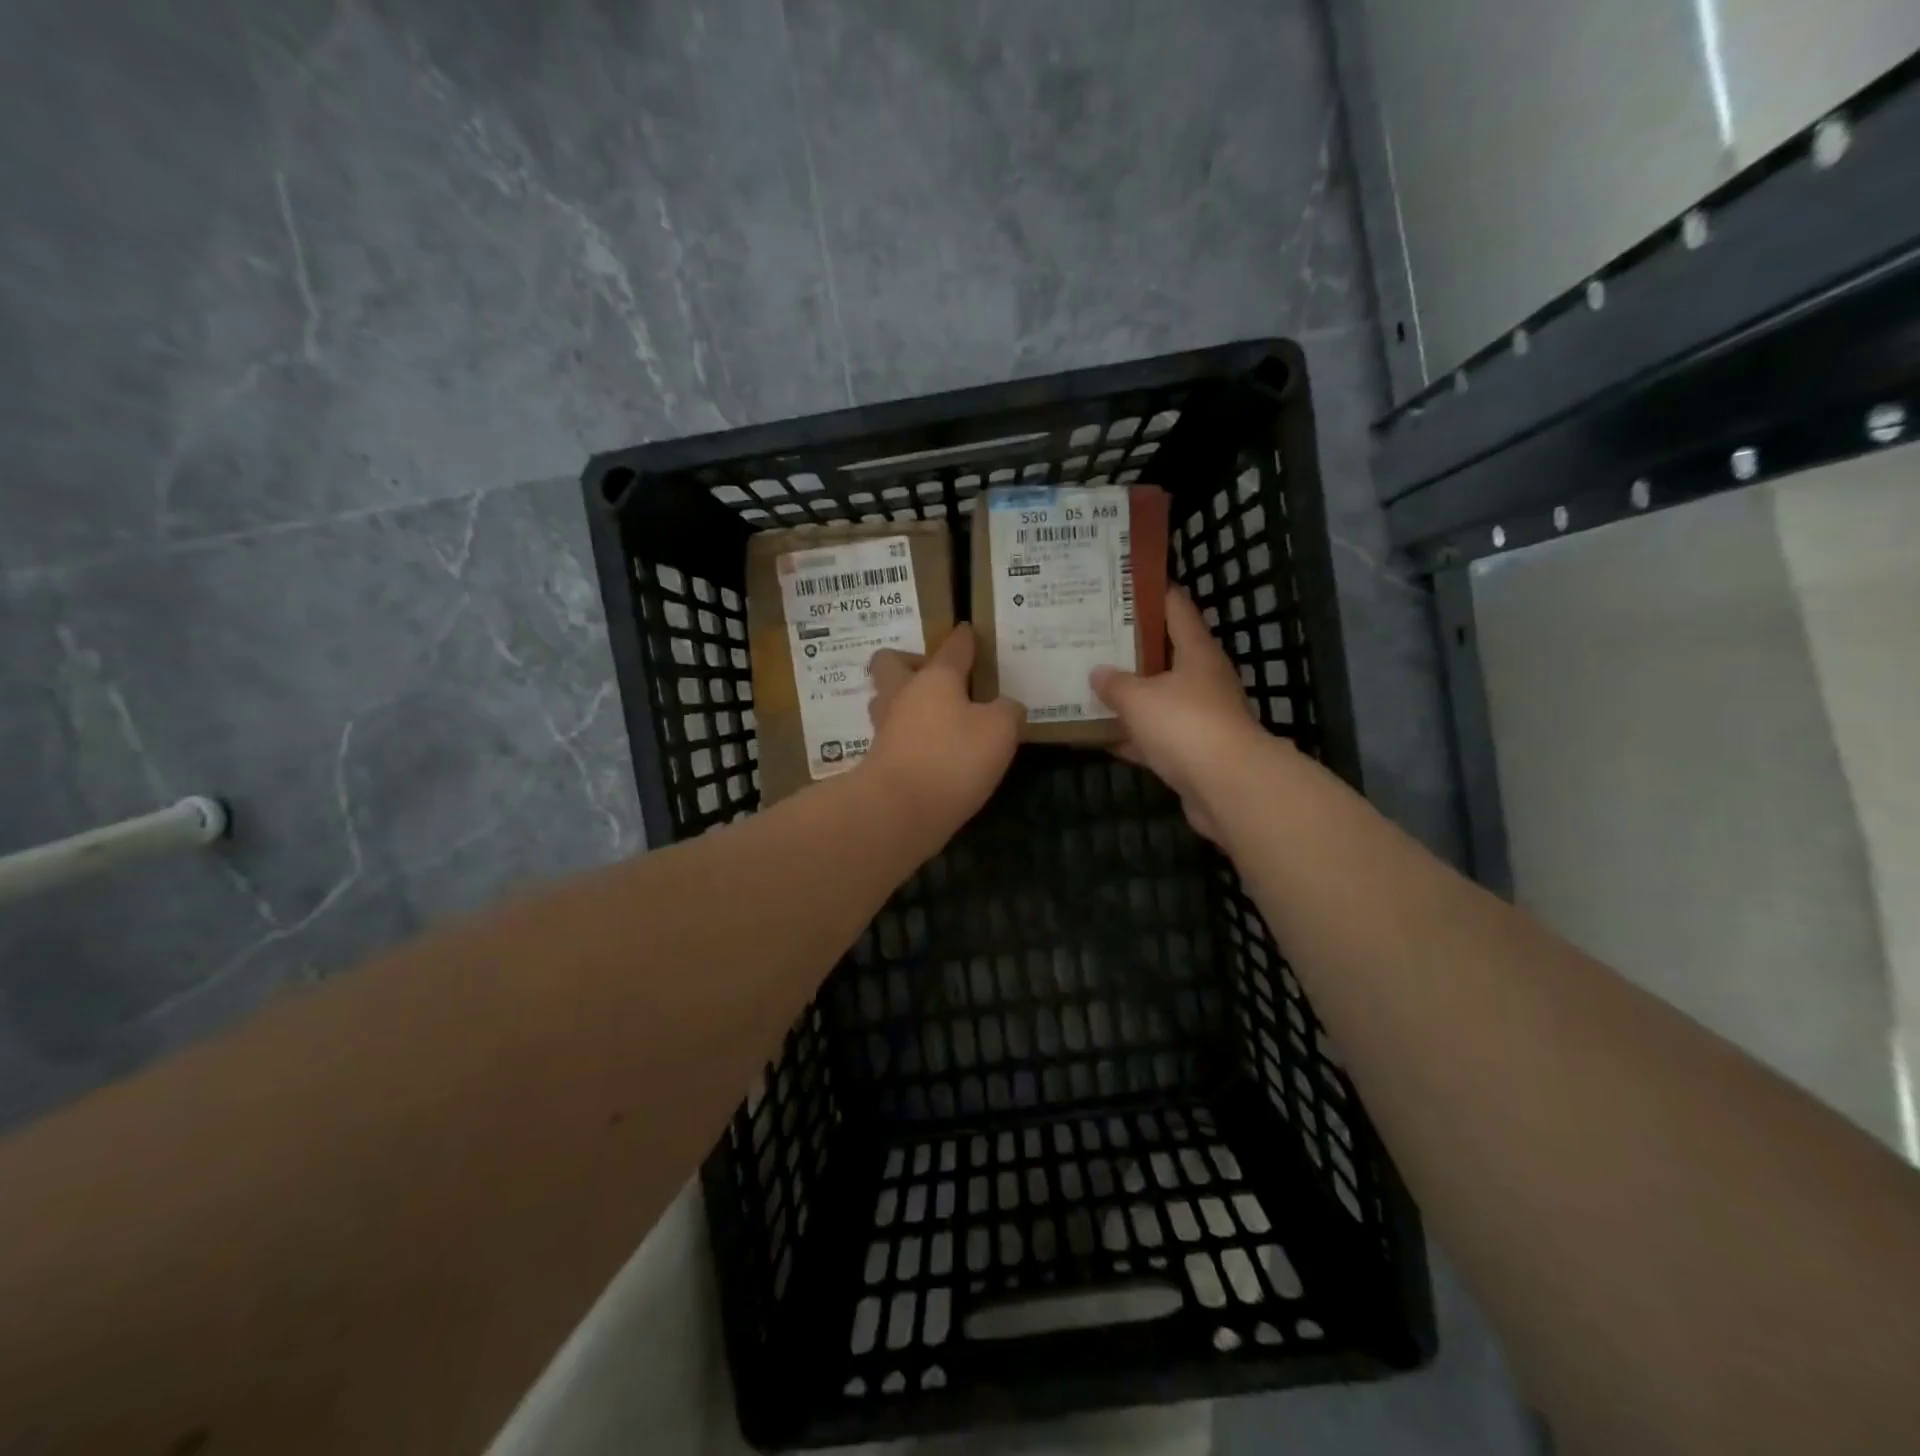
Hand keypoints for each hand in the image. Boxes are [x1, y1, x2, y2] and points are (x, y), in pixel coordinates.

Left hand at [864, 625, 1022, 836]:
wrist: (899, 811)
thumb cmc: (952, 759)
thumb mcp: (1000, 731)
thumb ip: (1007, 711)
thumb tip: (1006, 707)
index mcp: (935, 678)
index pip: (952, 647)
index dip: (964, 639)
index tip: (968, 632)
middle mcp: (903, 695)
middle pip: (891, 663)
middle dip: (909, 663)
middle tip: (937, 679)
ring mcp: (885, 728)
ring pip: (887, 701)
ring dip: (906, 703)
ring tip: (936, 717)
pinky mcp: (879, 760)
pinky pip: (894, 736)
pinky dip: (910, 738)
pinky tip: (931, 751)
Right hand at [1090, 587, 1270, 841]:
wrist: (1227, 787)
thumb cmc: (1185, 725)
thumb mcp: (1138, 698)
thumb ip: (1114, 683)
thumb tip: (1098, 672)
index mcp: (1197, 653)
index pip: (1176, 609)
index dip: (1152, 595)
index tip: (1123, 588)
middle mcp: (1203, 680)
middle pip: (1165, 656)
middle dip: (1131, 650)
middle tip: (1094, 639)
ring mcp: (1200, 718)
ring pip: (1158, 700)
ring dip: (1130, 697)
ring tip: (1091, 685)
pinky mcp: (1193, 754)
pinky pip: (1155, 737)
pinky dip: (1132, 737)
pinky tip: (1101, 736)